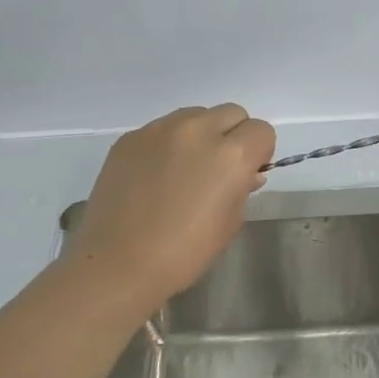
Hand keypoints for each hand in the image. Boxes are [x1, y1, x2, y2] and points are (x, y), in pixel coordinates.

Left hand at [64, 103, 274, 306]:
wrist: (117, 264)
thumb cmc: (184, 252)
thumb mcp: (230, 223)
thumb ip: (243, 188)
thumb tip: (245, 174)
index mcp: (230, 155)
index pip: (261, 131)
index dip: (260, 152)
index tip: (248, 172)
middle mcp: (198, 131)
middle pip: (231, 113)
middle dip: (234, 136)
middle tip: (219, 169)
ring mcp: (159, 130)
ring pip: (195, 115)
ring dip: (202, 134)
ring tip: (186, 169)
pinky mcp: (130, 138)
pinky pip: (162, 129)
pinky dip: (169, 144)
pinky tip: (156, 176)